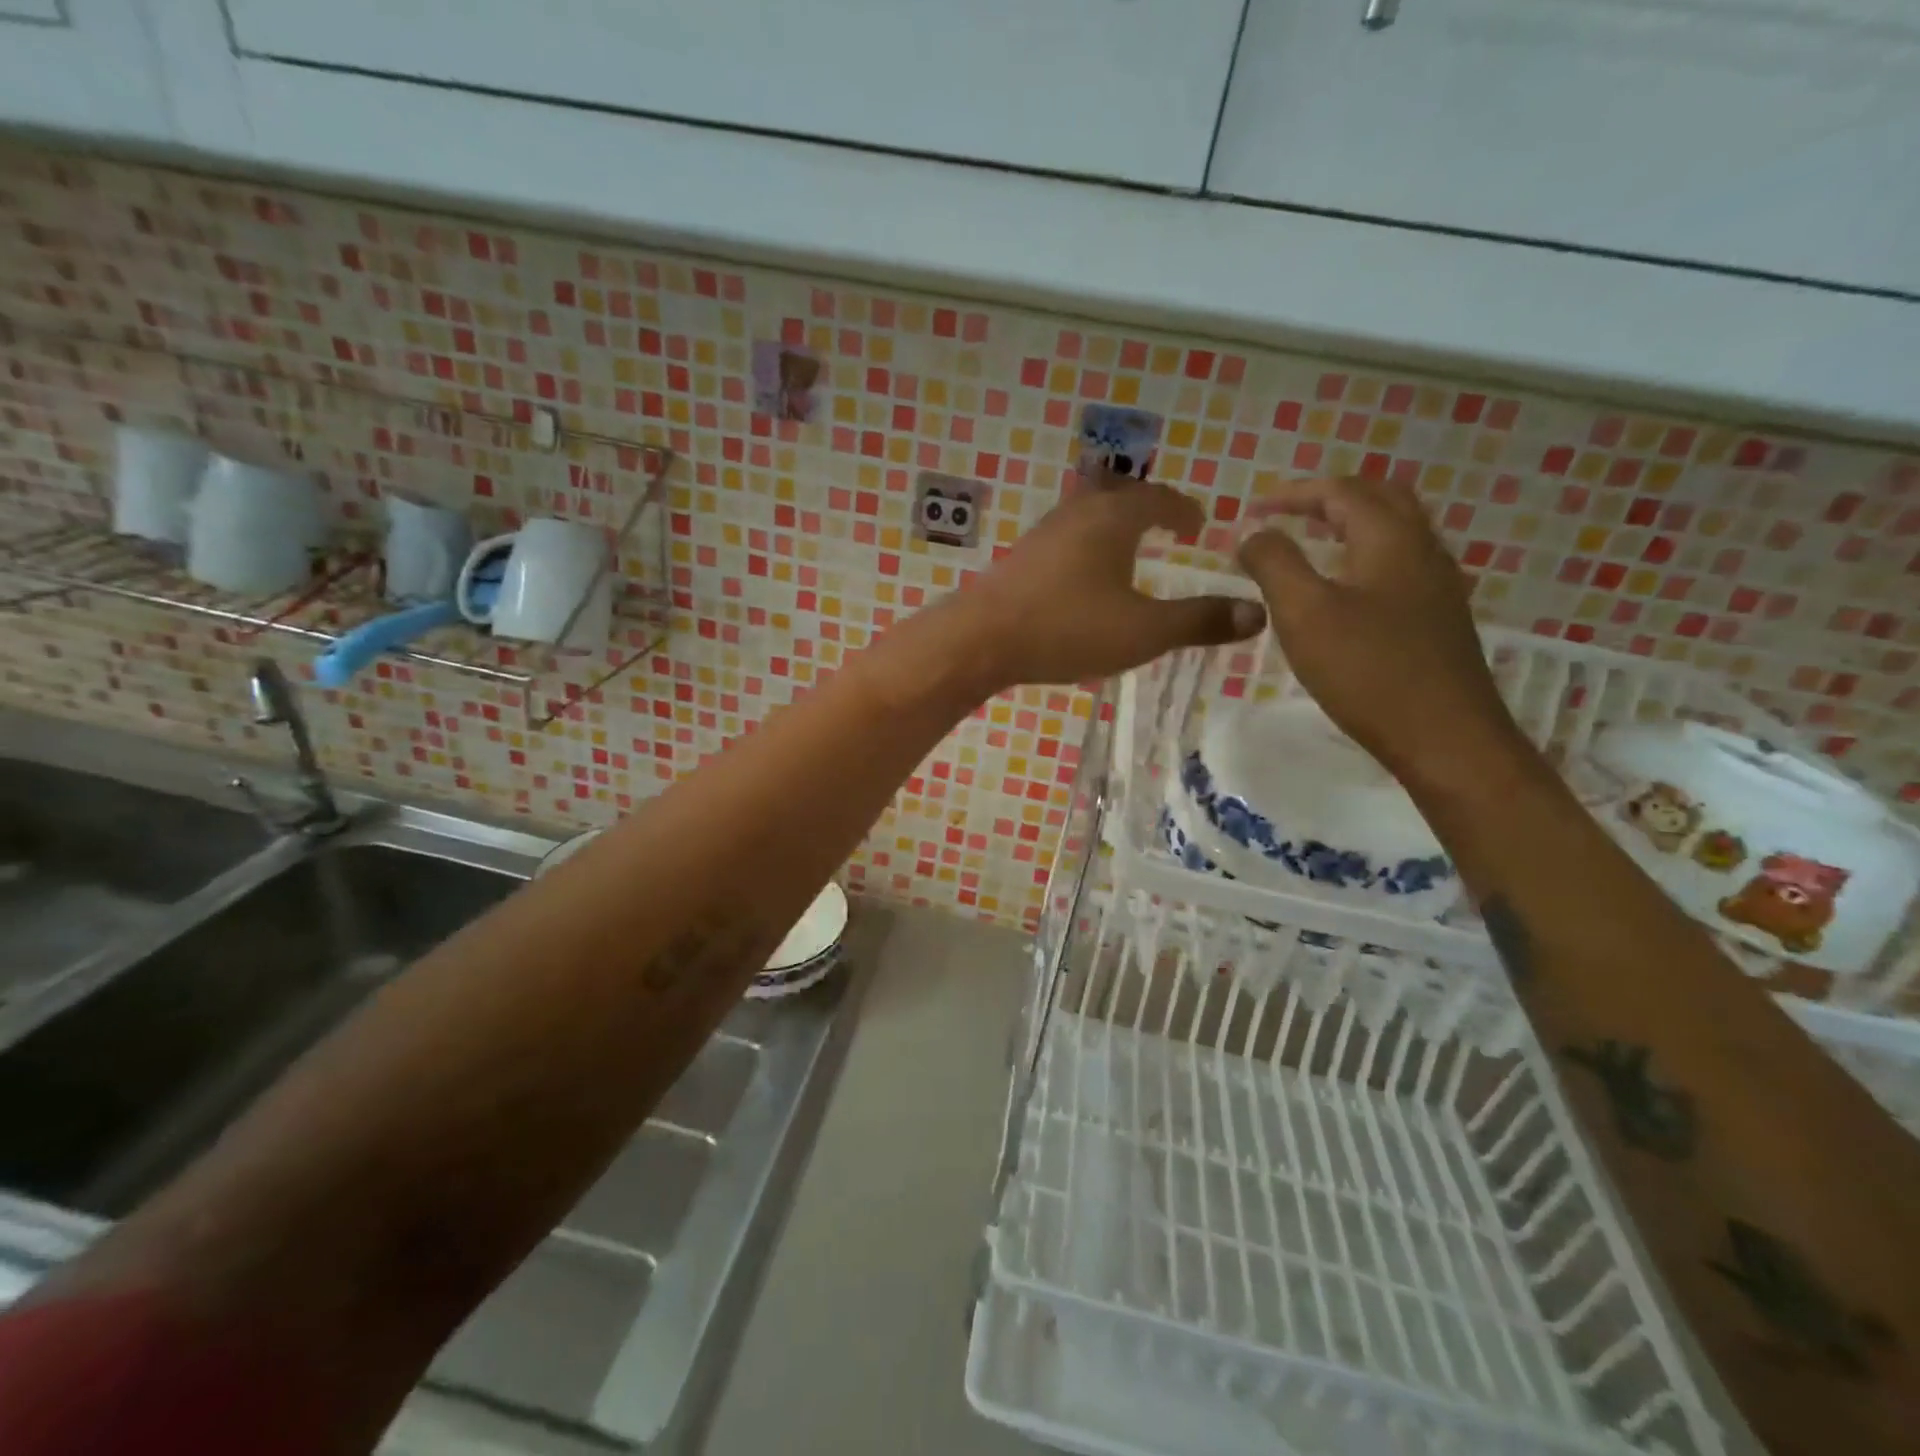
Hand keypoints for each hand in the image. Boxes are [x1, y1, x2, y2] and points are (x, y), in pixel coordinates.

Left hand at [957, 476, 1265, 690]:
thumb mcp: (1144, 631)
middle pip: (1117, 493)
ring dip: (1111, 524)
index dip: (1183, 509)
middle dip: (1145, 506)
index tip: (1198, 526)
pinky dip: (1085, 545)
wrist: (981, 639)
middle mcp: (1077, 513)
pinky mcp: (1019, 559)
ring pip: (1085, 513)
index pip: (1158, 498)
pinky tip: (1081, 578)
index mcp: (1114, 518)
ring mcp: (1042, 534)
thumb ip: (1199, 621)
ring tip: (1125, 549)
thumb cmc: (1068, 628)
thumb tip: (1258, 612)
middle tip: (1164, 526)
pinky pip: (1063, 538)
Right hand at [1238, 477, 1528, 790]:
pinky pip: (1399, 564)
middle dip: (1327, 499)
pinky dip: (1364, 556)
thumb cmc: (1368, 671)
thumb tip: (1253, 533)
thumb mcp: (1304, 613)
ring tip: (1310, 544)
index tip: (1250, 511)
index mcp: (1390, 538)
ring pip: (1394, 531)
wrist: (1445, 737)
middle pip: (1378, 499)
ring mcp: (1437, 584)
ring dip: (1349, 525)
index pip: (1340, 491)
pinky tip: (1346, 589)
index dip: (1291, 494)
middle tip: (1285, 516)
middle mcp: (1422, 549)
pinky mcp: (1438, 617)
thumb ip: (1274, 563)